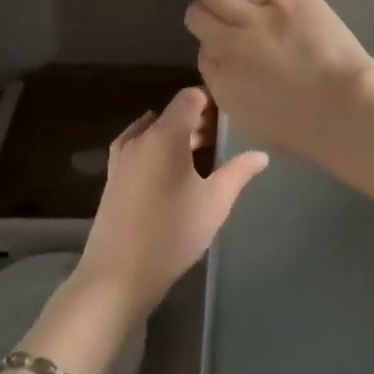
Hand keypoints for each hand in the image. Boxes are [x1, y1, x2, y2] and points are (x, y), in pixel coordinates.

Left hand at [72, 86, 266, 322]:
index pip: (189, 98)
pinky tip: (167, 168)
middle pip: (172, 113)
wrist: (117, 276)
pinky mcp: (112, 179)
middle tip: (222, 138)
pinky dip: (155, 148)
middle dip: (197, 120)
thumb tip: (261, 155)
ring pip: (153, 130)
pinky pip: (138, 148)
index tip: (230, 117)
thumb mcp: (215, 202)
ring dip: (176, 135)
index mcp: (165, 135)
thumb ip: (239, 172)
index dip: (211, 101)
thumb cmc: (173, 233)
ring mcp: (122, 158)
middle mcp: (141, 138)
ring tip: (200, 153)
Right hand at [185, 0, 373, 157]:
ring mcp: (253, 18)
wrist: (348, 112)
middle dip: (206, 12)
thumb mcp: (260, 124)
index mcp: (222, 85)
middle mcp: (228, 48)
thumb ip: (238, 96)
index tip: (228, 46)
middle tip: (220, 7)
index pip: (202, 56)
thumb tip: (233, 74)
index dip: (215, 47)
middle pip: (199, 18)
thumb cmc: (314, 129)